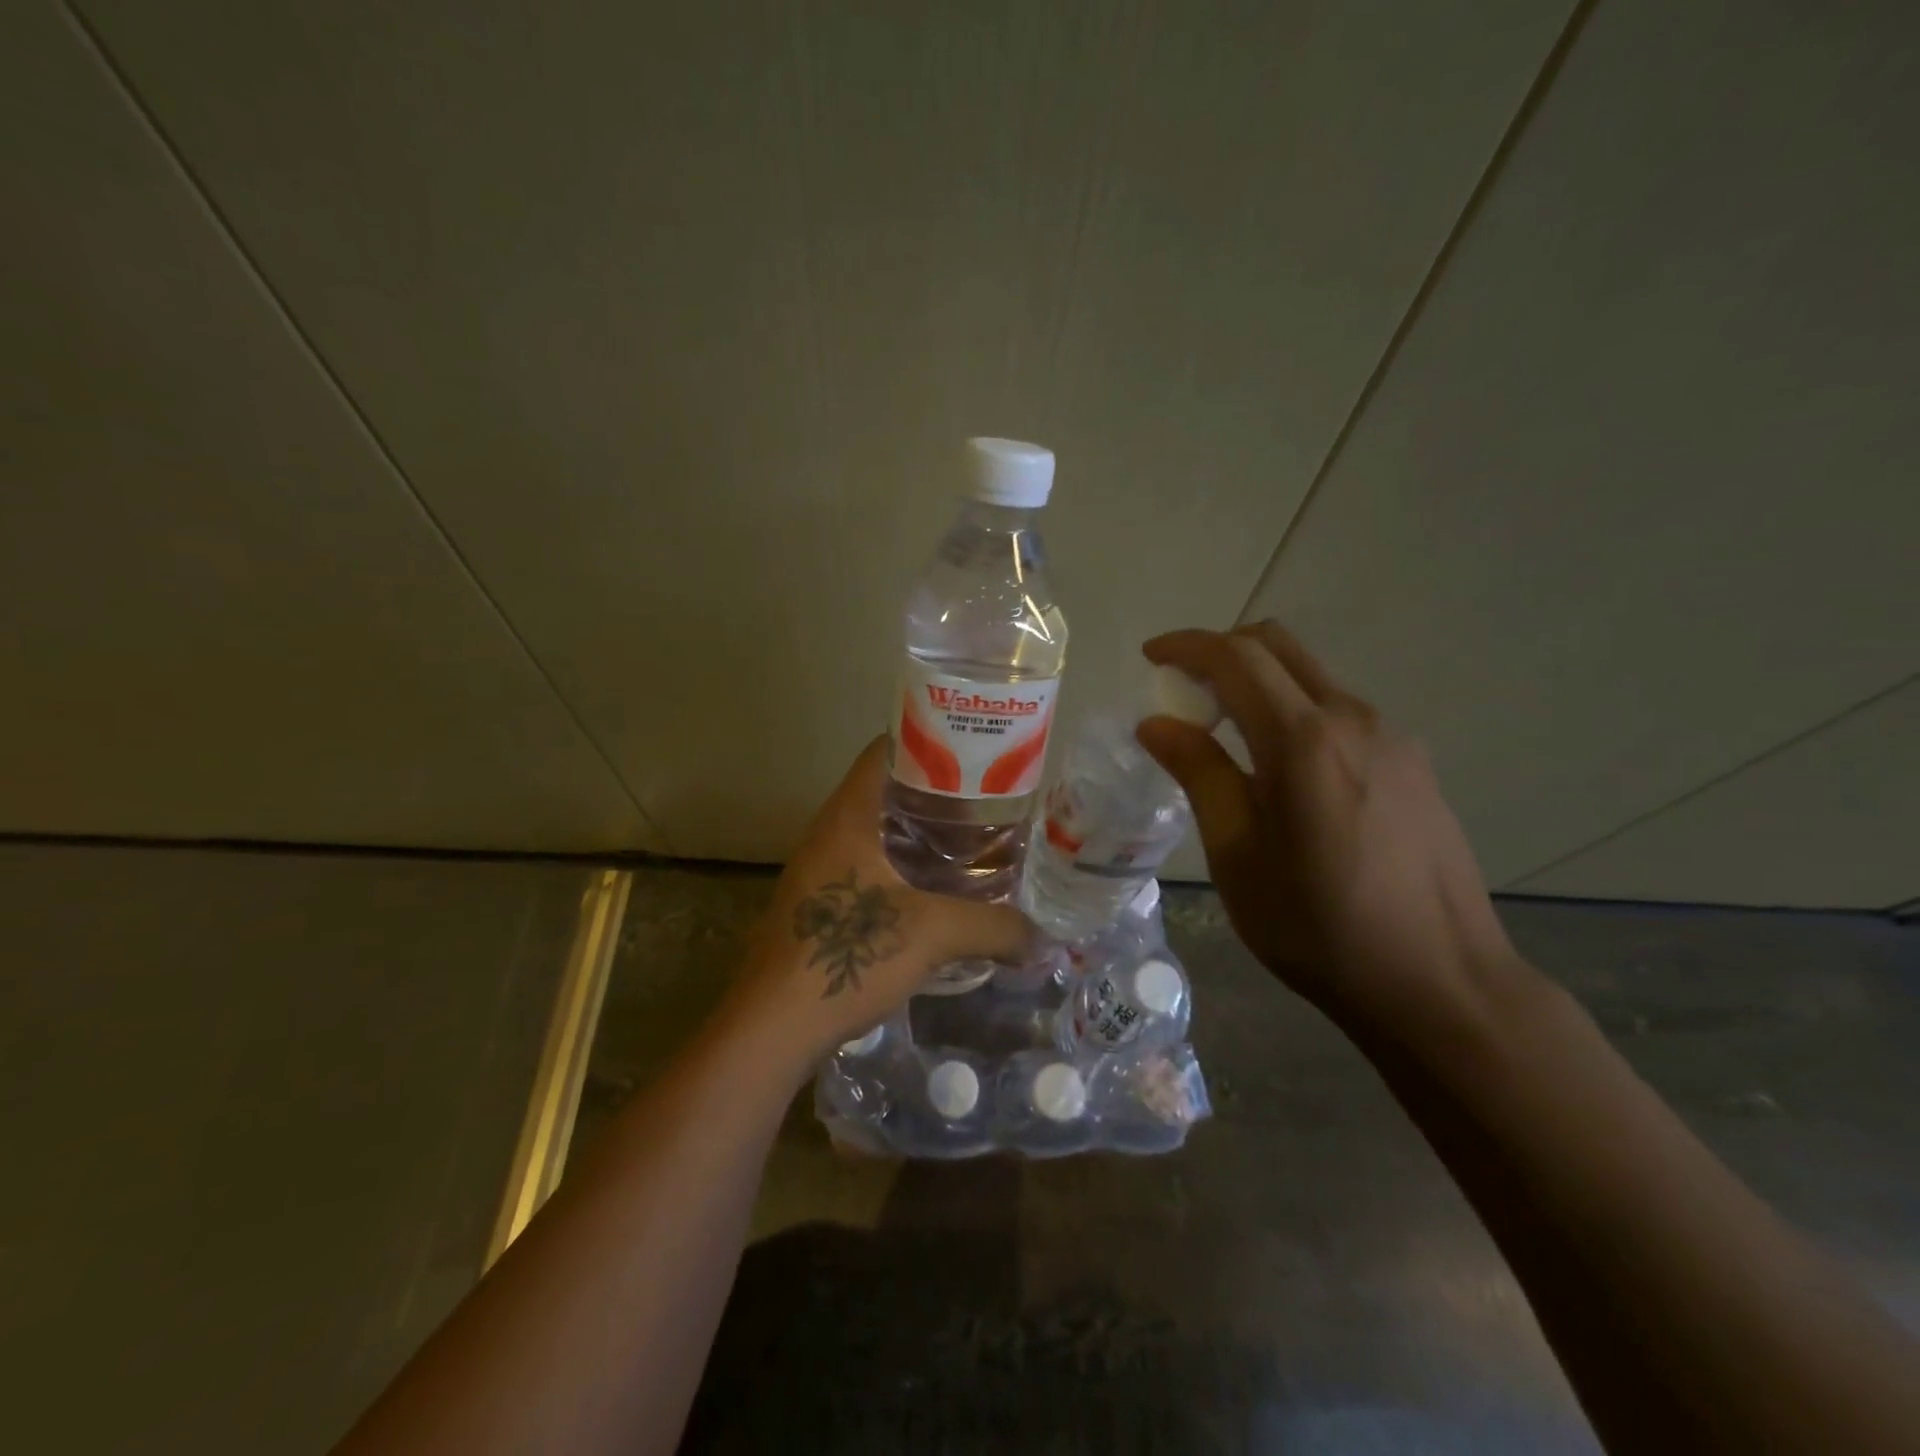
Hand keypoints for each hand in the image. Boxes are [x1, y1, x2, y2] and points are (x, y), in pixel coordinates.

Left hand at [729, 737, 1033, 1065]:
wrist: (773, 1026)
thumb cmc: (849, 956)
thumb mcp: (933, 934)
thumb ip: (994, 928)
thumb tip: (1044, 938)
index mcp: (848, 816)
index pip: (884, 751)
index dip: (928, 741)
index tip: (973, 752)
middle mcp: (828, 832)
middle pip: (884, 790)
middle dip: (934, 793)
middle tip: (985, 801)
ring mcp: (817, 869)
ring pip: (874, 831)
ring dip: (916, 833)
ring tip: (968, 843)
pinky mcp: (817, 904)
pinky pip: (865, 866)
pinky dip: (900, 867)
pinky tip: (934, 892)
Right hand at [1137, 623, 1520, 1032]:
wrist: (1440, 983)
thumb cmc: (1319, 927)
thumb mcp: (1238, 855)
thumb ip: (1199, 774)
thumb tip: (1157, 723)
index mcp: (1303, 740)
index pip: (1236, 658)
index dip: (1187, 646)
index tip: (1150, 656)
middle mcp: (1353, 719)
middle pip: (1279, 647)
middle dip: (1221, 650)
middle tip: (1182, 686)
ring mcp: (1392, 738)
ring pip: (1311, 678)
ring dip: (1259, 682)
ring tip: (1224, 732)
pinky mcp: (1412, 763)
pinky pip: (1338, 712)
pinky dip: (1293, 711)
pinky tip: (1282, 768)